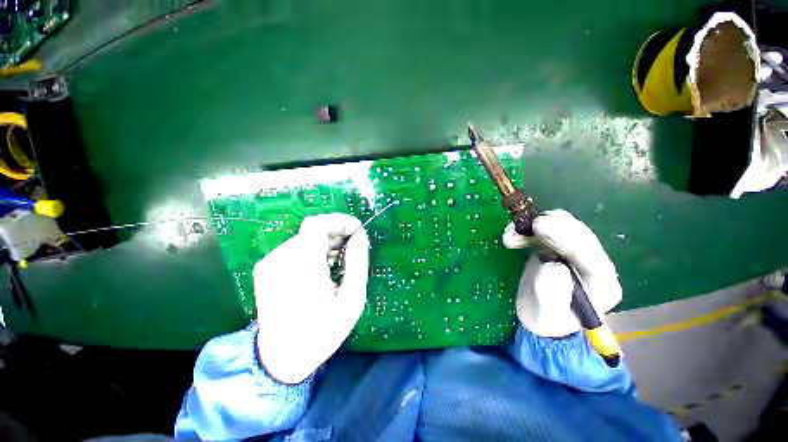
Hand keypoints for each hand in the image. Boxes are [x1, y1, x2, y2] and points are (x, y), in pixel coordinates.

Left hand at [254, 213, 368, 383]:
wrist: (280, 358)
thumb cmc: (322, 332)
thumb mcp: (352, 300)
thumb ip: (358, 262)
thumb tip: (360, 235)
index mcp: (302, 268)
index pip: (317, 225)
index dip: (339, 221)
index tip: (357, 230)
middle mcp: (281, 260)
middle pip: (312, 229)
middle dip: (337, 232)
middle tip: (353, 247)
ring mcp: (270, 263)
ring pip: (305, 237)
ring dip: (326, 242)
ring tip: (339, 260)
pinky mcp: (266, 267)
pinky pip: (295, 247)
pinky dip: (313, 250)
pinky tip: (321, 268)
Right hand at [502, 210, 621, 336]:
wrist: (540, 315)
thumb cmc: (547, 320)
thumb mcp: (547, 314)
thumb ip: (551, 292)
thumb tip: (552, 265)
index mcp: (601, 284)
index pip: (590, 256)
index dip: (566, 238)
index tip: (540, 227)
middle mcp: (593, 264)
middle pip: (579, 235)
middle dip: (552, 227)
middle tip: (525, 226)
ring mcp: (575, 253)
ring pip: (562, 227)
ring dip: (534, 227)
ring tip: (511, 236)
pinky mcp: (557, 247)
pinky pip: (545, 230)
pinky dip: (526, 229)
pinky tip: (511, 236)